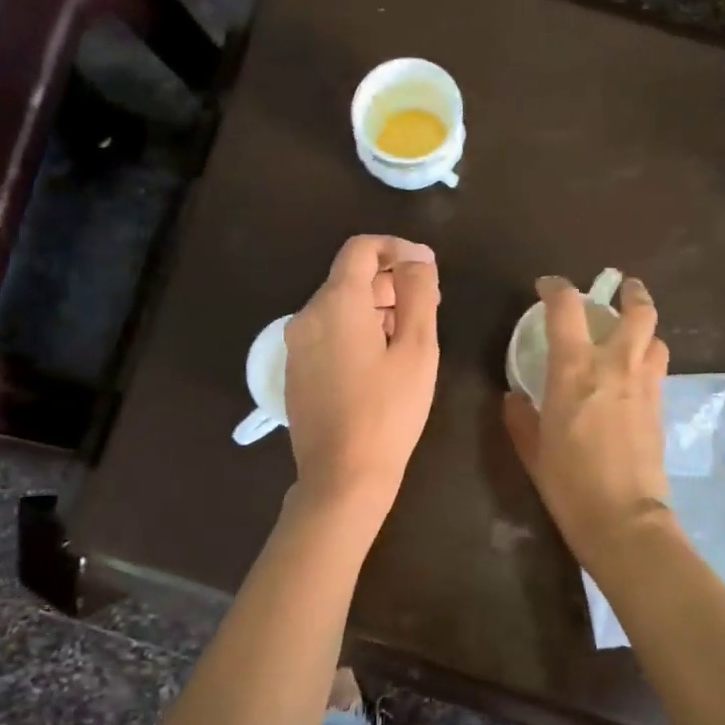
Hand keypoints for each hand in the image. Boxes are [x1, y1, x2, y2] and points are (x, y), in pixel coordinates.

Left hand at [285, 234, 440, 516]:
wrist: (342, 476)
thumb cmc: (389, 412)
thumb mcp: (417, 350)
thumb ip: (418, 294)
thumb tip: (417, 258)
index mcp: (337, 303)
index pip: (361, 249)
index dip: (396, 248)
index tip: (426, 268)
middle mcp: (307, 315)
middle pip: (349, 278)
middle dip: (390, 283)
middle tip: (428, 308)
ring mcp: (296, 345)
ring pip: (338, 307)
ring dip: (374, 309)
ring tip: (408, 338)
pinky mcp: (296, 371)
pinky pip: (327, 334)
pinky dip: (354, 332)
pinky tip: (379, 364)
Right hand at [504, 274, 669, 560]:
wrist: (622, 516)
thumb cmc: (568, 481)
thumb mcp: (532, 448)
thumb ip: (520, 416)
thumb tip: (514, 396)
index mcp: (575, 368)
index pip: (567, 307)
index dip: (556, 287)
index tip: (546, 287)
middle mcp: (615, 365)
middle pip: (637, 311)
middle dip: (631, 293)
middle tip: (621, 290)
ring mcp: (644, 384)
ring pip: (656, 337)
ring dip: (644, 328)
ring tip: (630, 335)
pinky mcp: (661, 406)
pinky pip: (658, 368)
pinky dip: (647, 359)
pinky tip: (633, 375)